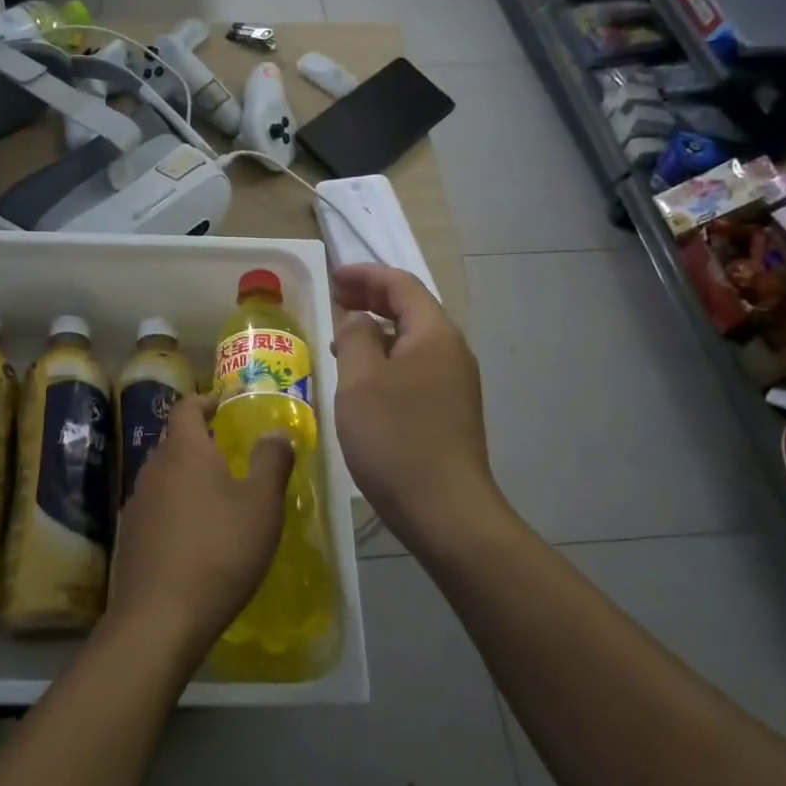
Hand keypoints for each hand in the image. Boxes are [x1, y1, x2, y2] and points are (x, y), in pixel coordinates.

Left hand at [107, 394, 291, 664]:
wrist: (160, 617)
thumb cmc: (219, 551)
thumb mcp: (262, 505)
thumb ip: (272, 461)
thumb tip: (276, 431)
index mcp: (185, 450)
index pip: (188, 407)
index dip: (206, 400)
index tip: (225, 404)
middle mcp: (154, 468)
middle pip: (175, 441)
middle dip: (201, 441)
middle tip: (232, 452)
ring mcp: (138, 503)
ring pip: (166, 475)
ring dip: (189, 476)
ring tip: (218, 495)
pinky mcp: (131, 536)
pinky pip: (158, 506)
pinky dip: (177, 507)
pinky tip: (196, 534)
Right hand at [330, 264, 502, 548]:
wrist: (445, 511)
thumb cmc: (396, 437)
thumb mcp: (360, 380)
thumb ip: (355, 337)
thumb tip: (357, 319)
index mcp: (434, 334)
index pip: (401, 284)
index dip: (365, 275)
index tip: (332, 277)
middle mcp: (451, 351)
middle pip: (411, 308)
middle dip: (372, 298)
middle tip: (335, 299)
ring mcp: (454, 382)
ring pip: (412, 340)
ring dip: (377, 330)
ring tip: (340, 339)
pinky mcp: (449, 409)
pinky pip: (414, 366)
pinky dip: (386, 358)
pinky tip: (362, 380)